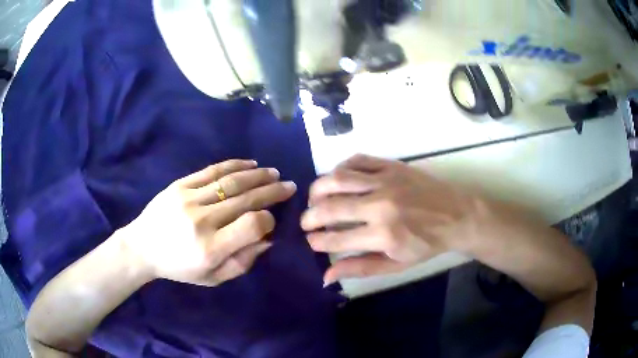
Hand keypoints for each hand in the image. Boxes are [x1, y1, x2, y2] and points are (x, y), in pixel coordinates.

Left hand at [124, 159, 296, 285]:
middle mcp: (202, 221)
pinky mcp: (180, 185)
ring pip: (231, 182)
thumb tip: (268, 238)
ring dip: (257, 175)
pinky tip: (250, 164)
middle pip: (245, 199)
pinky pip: (212, 171)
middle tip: (288, 185)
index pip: (251, 225)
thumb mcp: (213, 278)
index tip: (273, 219)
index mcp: (211, 248)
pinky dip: (234, 165)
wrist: (142, 247)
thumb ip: (242, 262)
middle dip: (271, 191)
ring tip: (273, 173)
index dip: (268, 219)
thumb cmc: (179, 267)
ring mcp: (189, 199)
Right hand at [301, 154, 483, 284]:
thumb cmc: (427, 244)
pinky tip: (336, 178)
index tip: (310, 241)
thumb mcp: (396, 265)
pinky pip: (357, 160)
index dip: (316, 241)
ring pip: (338, 178)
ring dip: (318, 189)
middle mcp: (380, 205)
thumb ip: (360, 268)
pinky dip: (340, 168)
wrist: (457, 215)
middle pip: (331, 207)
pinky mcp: (391, 165)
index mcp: (384, 235)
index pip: (336, 239)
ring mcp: (386, 180)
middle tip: (305, 222)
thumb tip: (325, 275)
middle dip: (310, 217)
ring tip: (314, 199)